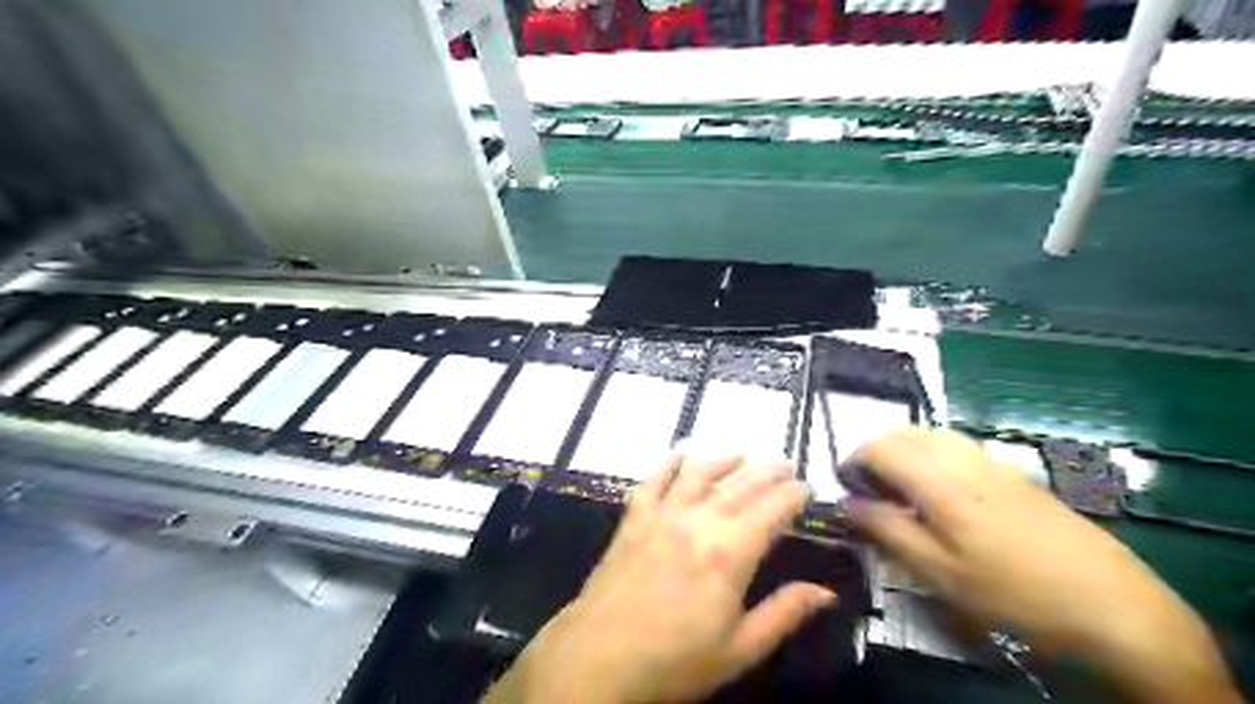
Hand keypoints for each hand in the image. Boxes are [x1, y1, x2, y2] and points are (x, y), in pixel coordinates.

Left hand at [484, 451, 836, 703]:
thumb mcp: (739, 649)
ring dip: (724, 458)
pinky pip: (655, 478)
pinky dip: (671, 461)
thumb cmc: (674, 661)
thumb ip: (784, 613)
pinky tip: (682, 452)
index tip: (806, 489)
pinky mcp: (635, 516)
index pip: (771, 510)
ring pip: (700, 472)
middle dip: (767, 472)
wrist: (599, 657)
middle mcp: (698, 521)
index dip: (792, 496)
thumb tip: (826, 592)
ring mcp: (663, 514)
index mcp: (730, 553)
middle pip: (740, 485)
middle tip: (786, 465)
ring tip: (742, 452)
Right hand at [847, 429, 1237, 703]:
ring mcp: (994, 462)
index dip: (853, 462)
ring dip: (905, 451)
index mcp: (941, 482)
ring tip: (903, 491)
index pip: (880, 448)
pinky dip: (933, 456)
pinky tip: (944, 494)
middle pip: (904, 433)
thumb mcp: (939, 573)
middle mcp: (964, 459)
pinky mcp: (1015, 474)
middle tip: (872, 492)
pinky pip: (958, 446)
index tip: (847, 490)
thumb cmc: (1014, 594)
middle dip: (877, 453)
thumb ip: (887, 531)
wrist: (1114, 606)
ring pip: (932, 435)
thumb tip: (848, 502)